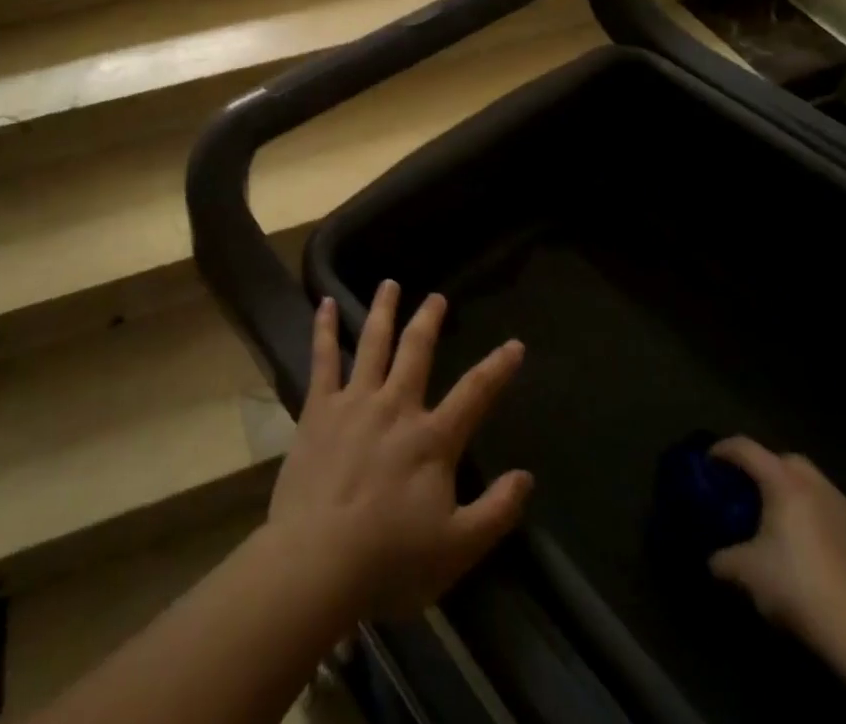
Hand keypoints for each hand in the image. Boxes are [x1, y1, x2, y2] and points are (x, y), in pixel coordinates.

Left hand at [266, 281, 532, 619]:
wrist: (318, 561)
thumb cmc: (390, 561)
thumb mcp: (457, 549)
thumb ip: (495, 512)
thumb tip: (527, 476)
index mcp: (432, 439)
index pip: (474, 393)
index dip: (498, 367)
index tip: (514, 344)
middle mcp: (396, 406)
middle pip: (417, 351)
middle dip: (429, 320)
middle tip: (437, 296)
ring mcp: (355, 401)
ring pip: (373, 343)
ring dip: (383, 310)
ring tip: (390, 283)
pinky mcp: (319, 408)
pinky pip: (323, 358)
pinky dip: (325, 328)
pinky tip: (326, 304)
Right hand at [707, 438, 845, 656]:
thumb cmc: (798, 589)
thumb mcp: (744, 573)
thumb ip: (722, 558)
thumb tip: (714, 559)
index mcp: (785, 483)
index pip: (745, 448)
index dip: (723, 450)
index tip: (709, 463)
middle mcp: (820, 488)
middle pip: (788, 461)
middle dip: (768, 469)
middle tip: (753, 493)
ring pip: (820, 490)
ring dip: (801, 498)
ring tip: (789, 526)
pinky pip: (843, 520)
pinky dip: (827, 525)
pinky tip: (822, 556)